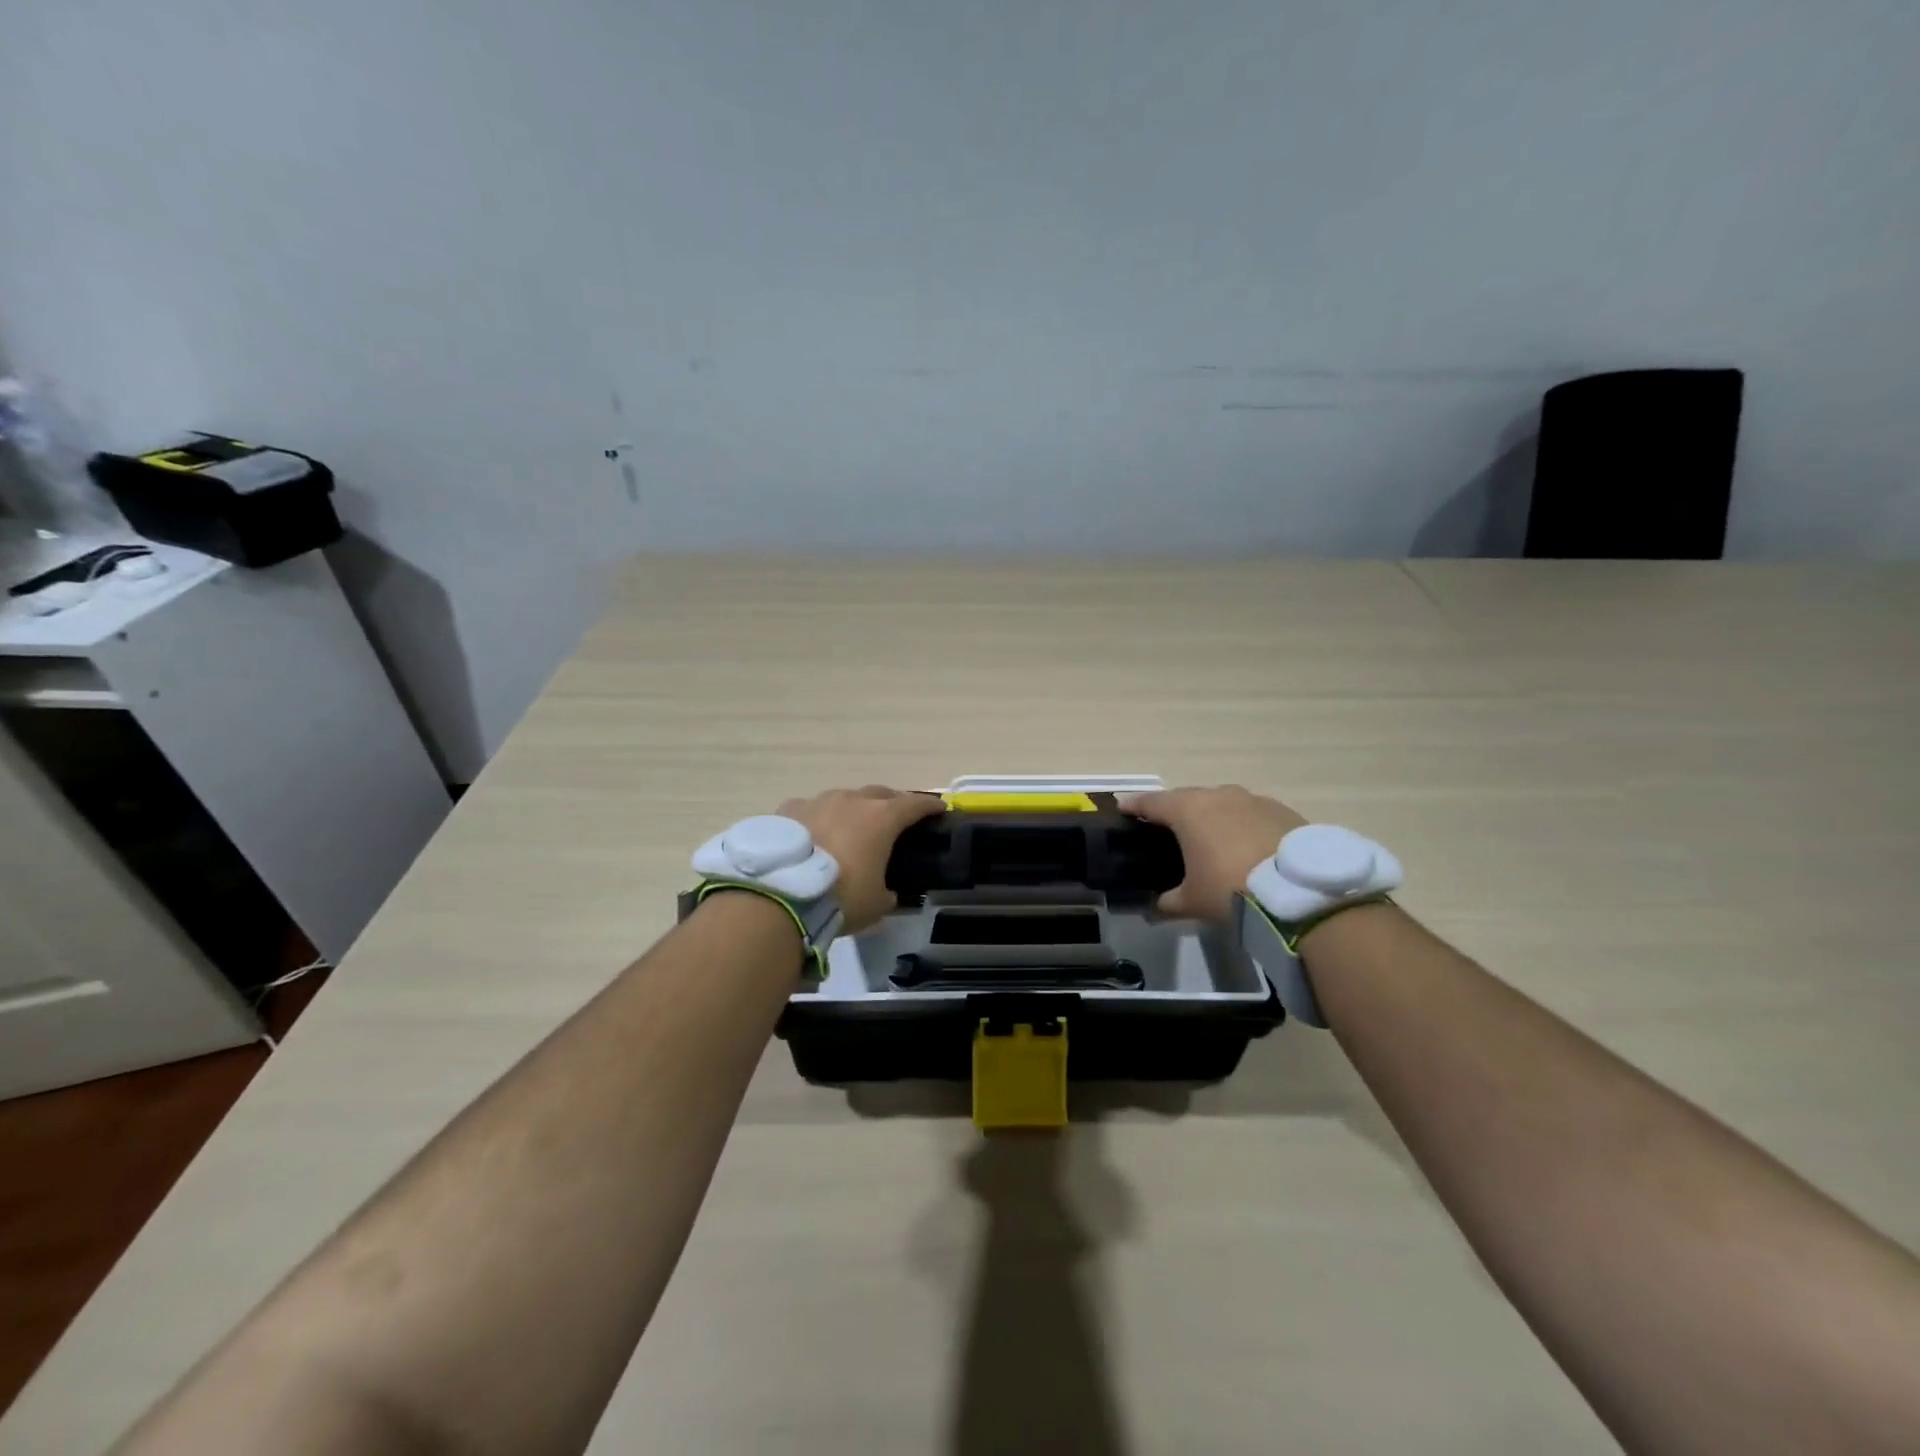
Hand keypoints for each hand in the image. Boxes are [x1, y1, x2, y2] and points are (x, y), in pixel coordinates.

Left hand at [778, 785, 944, 933]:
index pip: (915, 804)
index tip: (939, 808)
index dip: (929, 806)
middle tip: (895, 819)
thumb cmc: (842, 897)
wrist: (781, 894)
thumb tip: (887, 892)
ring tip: (850, 828)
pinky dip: (819, 819)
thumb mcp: (877, 904)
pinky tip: (814, 834)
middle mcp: (852, 800)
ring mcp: (818, 801)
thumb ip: (888, 892)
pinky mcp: (789, 810)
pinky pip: (812, 810)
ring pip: (844, 798)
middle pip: (879, 794)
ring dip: (852, 810)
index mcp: (882, 818)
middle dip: (891, 803)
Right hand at [1119, 784, 1307, 923]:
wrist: (1299, 890)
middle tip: (1168, 828)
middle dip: (1175, 811)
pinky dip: (1242, 825)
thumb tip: (1155, 908)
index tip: (1123, 808)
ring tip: (1211, 838)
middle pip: (1187, 798)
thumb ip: (1168, 902)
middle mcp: (1218, 796)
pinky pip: (1251, 814)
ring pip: (1222, 803)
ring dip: (1213, 816)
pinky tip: (1246, 846)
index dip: (1135, 806)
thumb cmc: (1230, 889)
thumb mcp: (1192, 901)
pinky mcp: (1282, 811)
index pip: (1151, 802)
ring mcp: (1253, 800)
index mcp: (1188, 810)